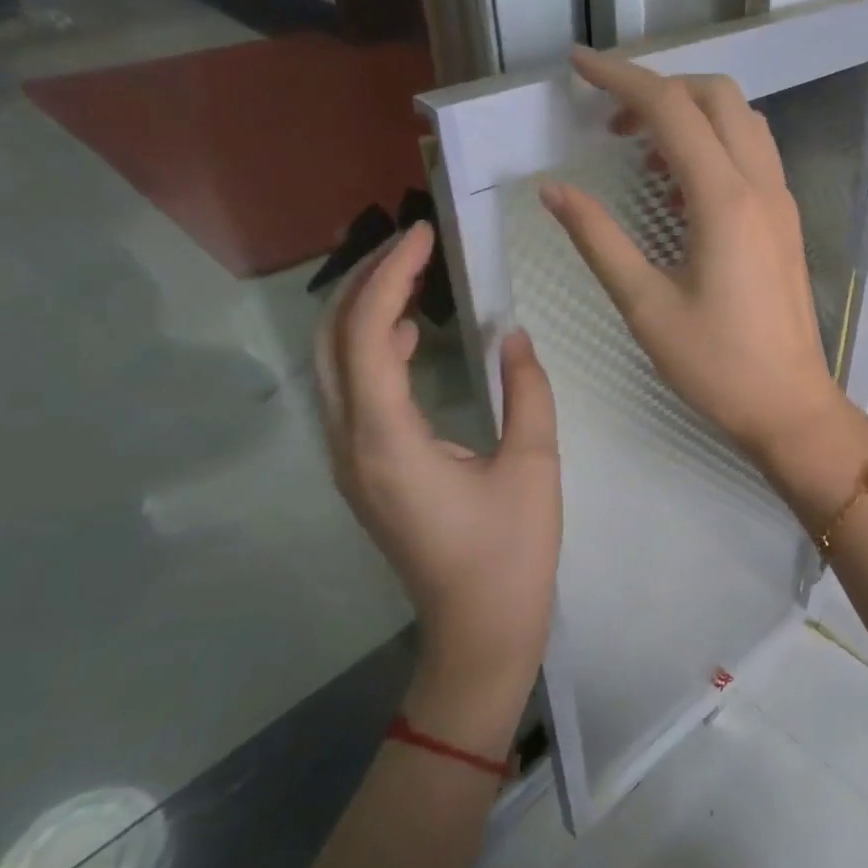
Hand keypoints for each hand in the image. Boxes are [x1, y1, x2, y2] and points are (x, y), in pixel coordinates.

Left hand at [315, 223, 560, 732]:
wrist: (478, 631)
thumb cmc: (511, 553)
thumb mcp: (534, 466)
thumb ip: (527, 391)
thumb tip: (515, 336)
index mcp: (388, 440)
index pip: (370, 335)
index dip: (392, 277)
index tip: (424, 236)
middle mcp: (352, 445)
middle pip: (333, 342)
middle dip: (367, 283)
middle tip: (414, 246)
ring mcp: (351, 462)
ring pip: (335, 367)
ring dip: (367, 314)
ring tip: (414, 277)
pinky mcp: (365, 473)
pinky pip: (353, 394)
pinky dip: (374, 351)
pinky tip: (414, 338)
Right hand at [540, 47, 852, 463]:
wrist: (789, 405)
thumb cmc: (715, 365)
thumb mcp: (645, 305)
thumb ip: (599, 239)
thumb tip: (554, 190)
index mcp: (724, 200)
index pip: (671, 108)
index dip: (621, 78)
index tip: (577, 65)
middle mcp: (761, 187)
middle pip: (717, 96)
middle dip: (661, 89)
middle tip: (612, 121)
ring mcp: (782, 202)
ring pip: (742, 121)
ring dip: (693, 114)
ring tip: (643, 150)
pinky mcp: (787, 222)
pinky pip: (754, 156)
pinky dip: (716, 145)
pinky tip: (680, 187)